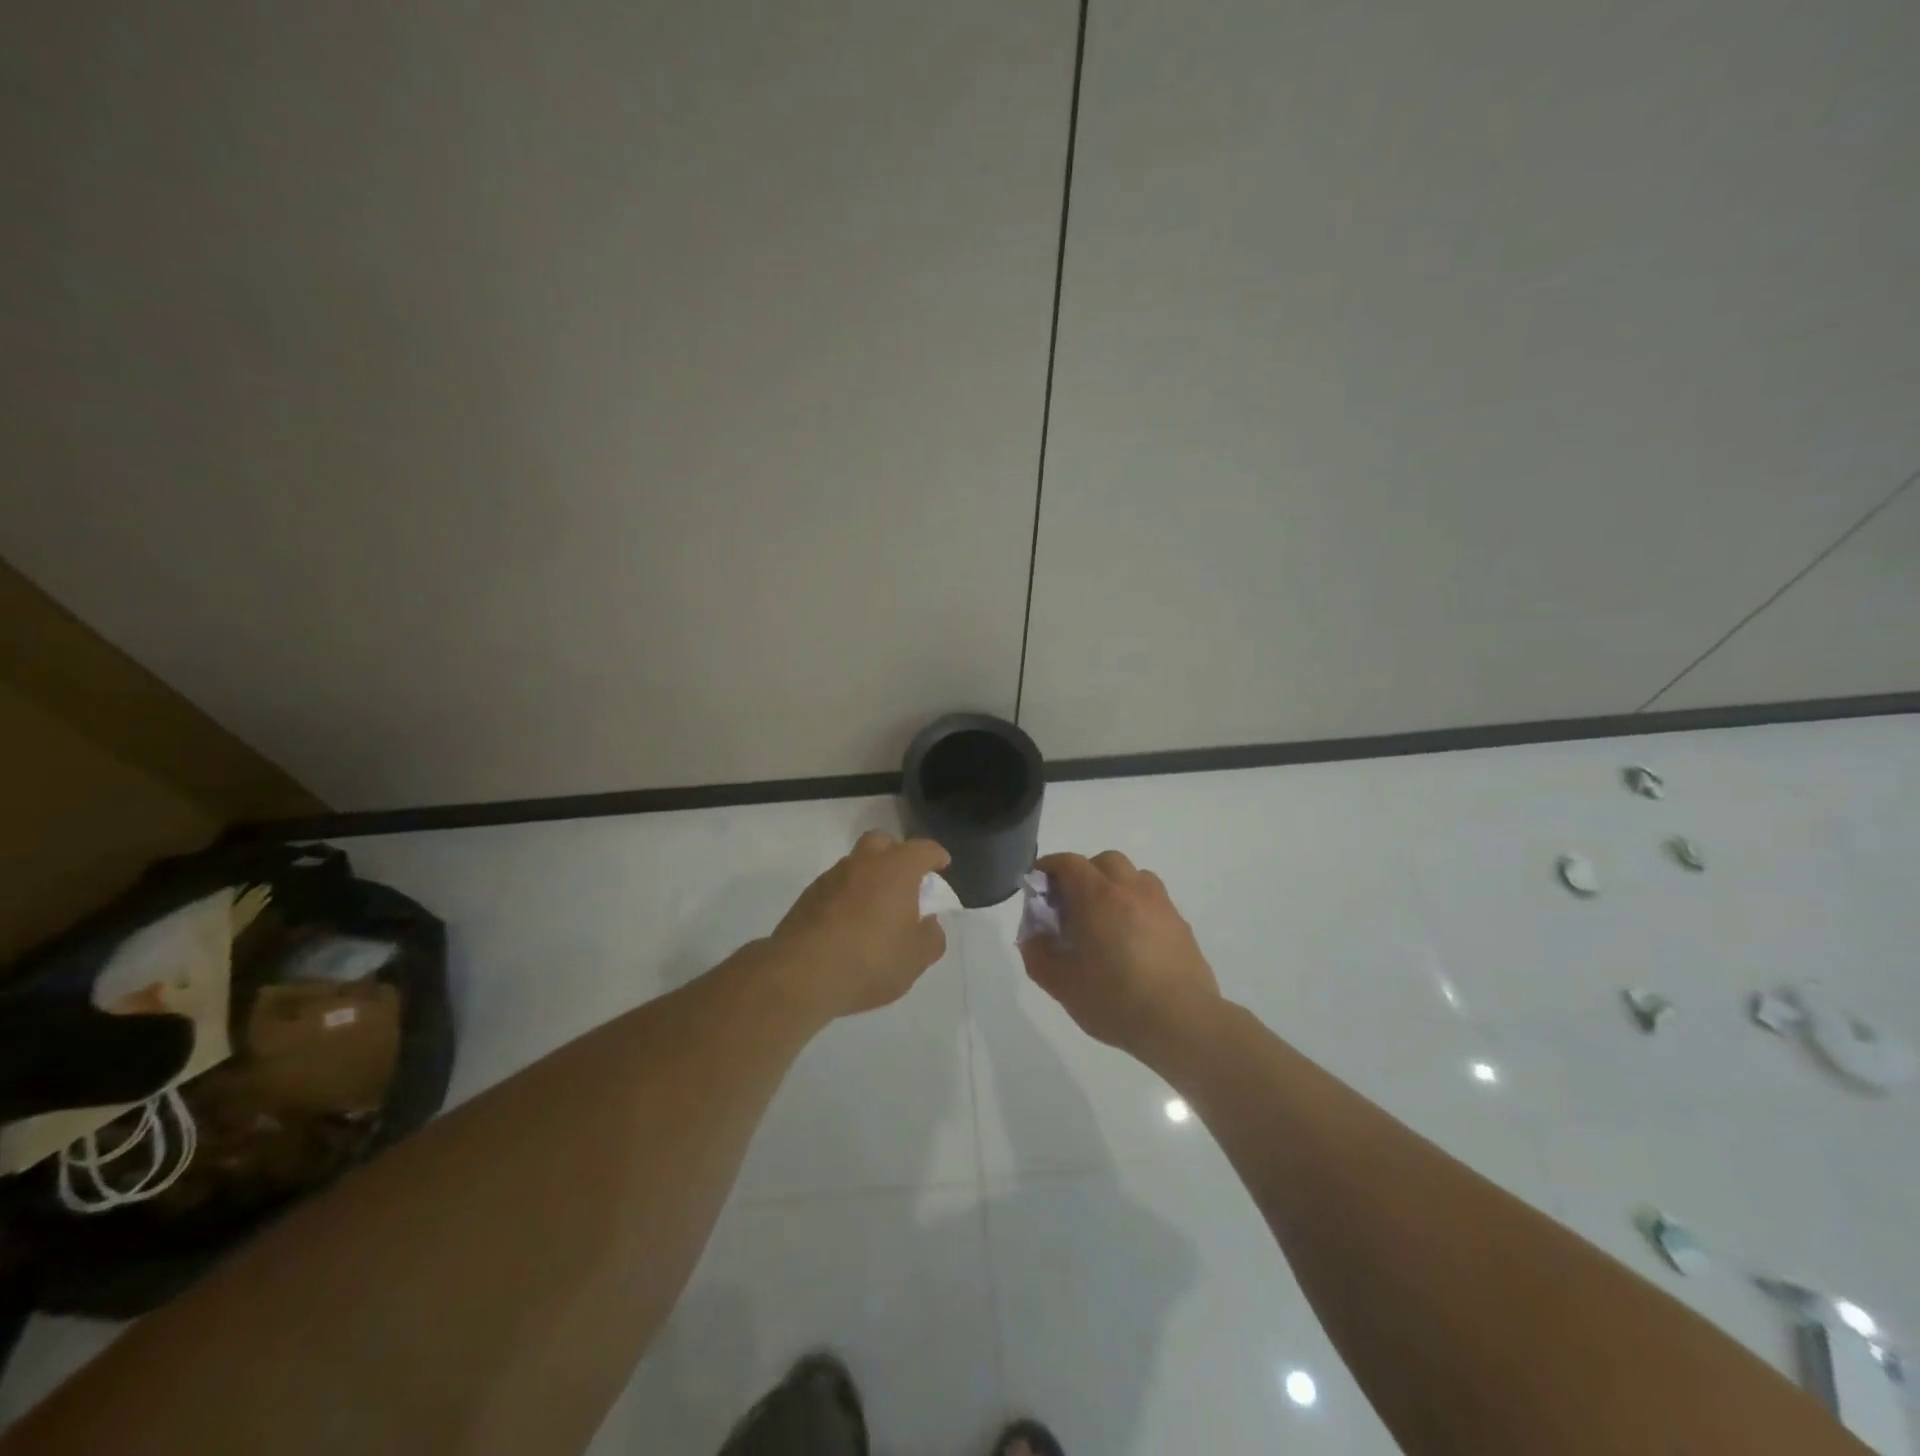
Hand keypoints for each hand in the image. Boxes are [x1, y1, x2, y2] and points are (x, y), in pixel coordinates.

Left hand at [769, 831, 951, 1018]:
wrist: (801, 974)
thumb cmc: (870, 960)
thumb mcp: (915, 958)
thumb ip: (931, 937)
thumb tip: (929, 923)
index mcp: (896, 869)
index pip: (922, 849)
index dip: (935, 856)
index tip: (941, 864)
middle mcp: (863, 863)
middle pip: (881, 842)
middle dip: (896, 853)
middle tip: (905, 879)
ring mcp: (830, 878)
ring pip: (855, 864)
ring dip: (868, 878)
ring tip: (876, 909)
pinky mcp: (807, 898)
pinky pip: (835, 888)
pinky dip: (847, 897)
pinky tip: (849, 925)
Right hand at [1019, 851, 1220, 1065]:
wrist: (1182, 1023)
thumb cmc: (1115, 1000)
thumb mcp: (1062, 984)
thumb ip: (1038, 955)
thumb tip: (1034, 937)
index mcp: (1098, 896)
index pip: (1069, 863)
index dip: (1049, 867)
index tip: (1038, 885)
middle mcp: (1131, 890)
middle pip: (1104, 862)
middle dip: (1084, 875)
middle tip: (1071, 906)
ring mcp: (1161, 906)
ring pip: (1134, 877)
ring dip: (1114, 887)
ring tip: (1104, 921)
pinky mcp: (1181, 926)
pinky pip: (1153, 901)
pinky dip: (1136, 908)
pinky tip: (1131, 942)